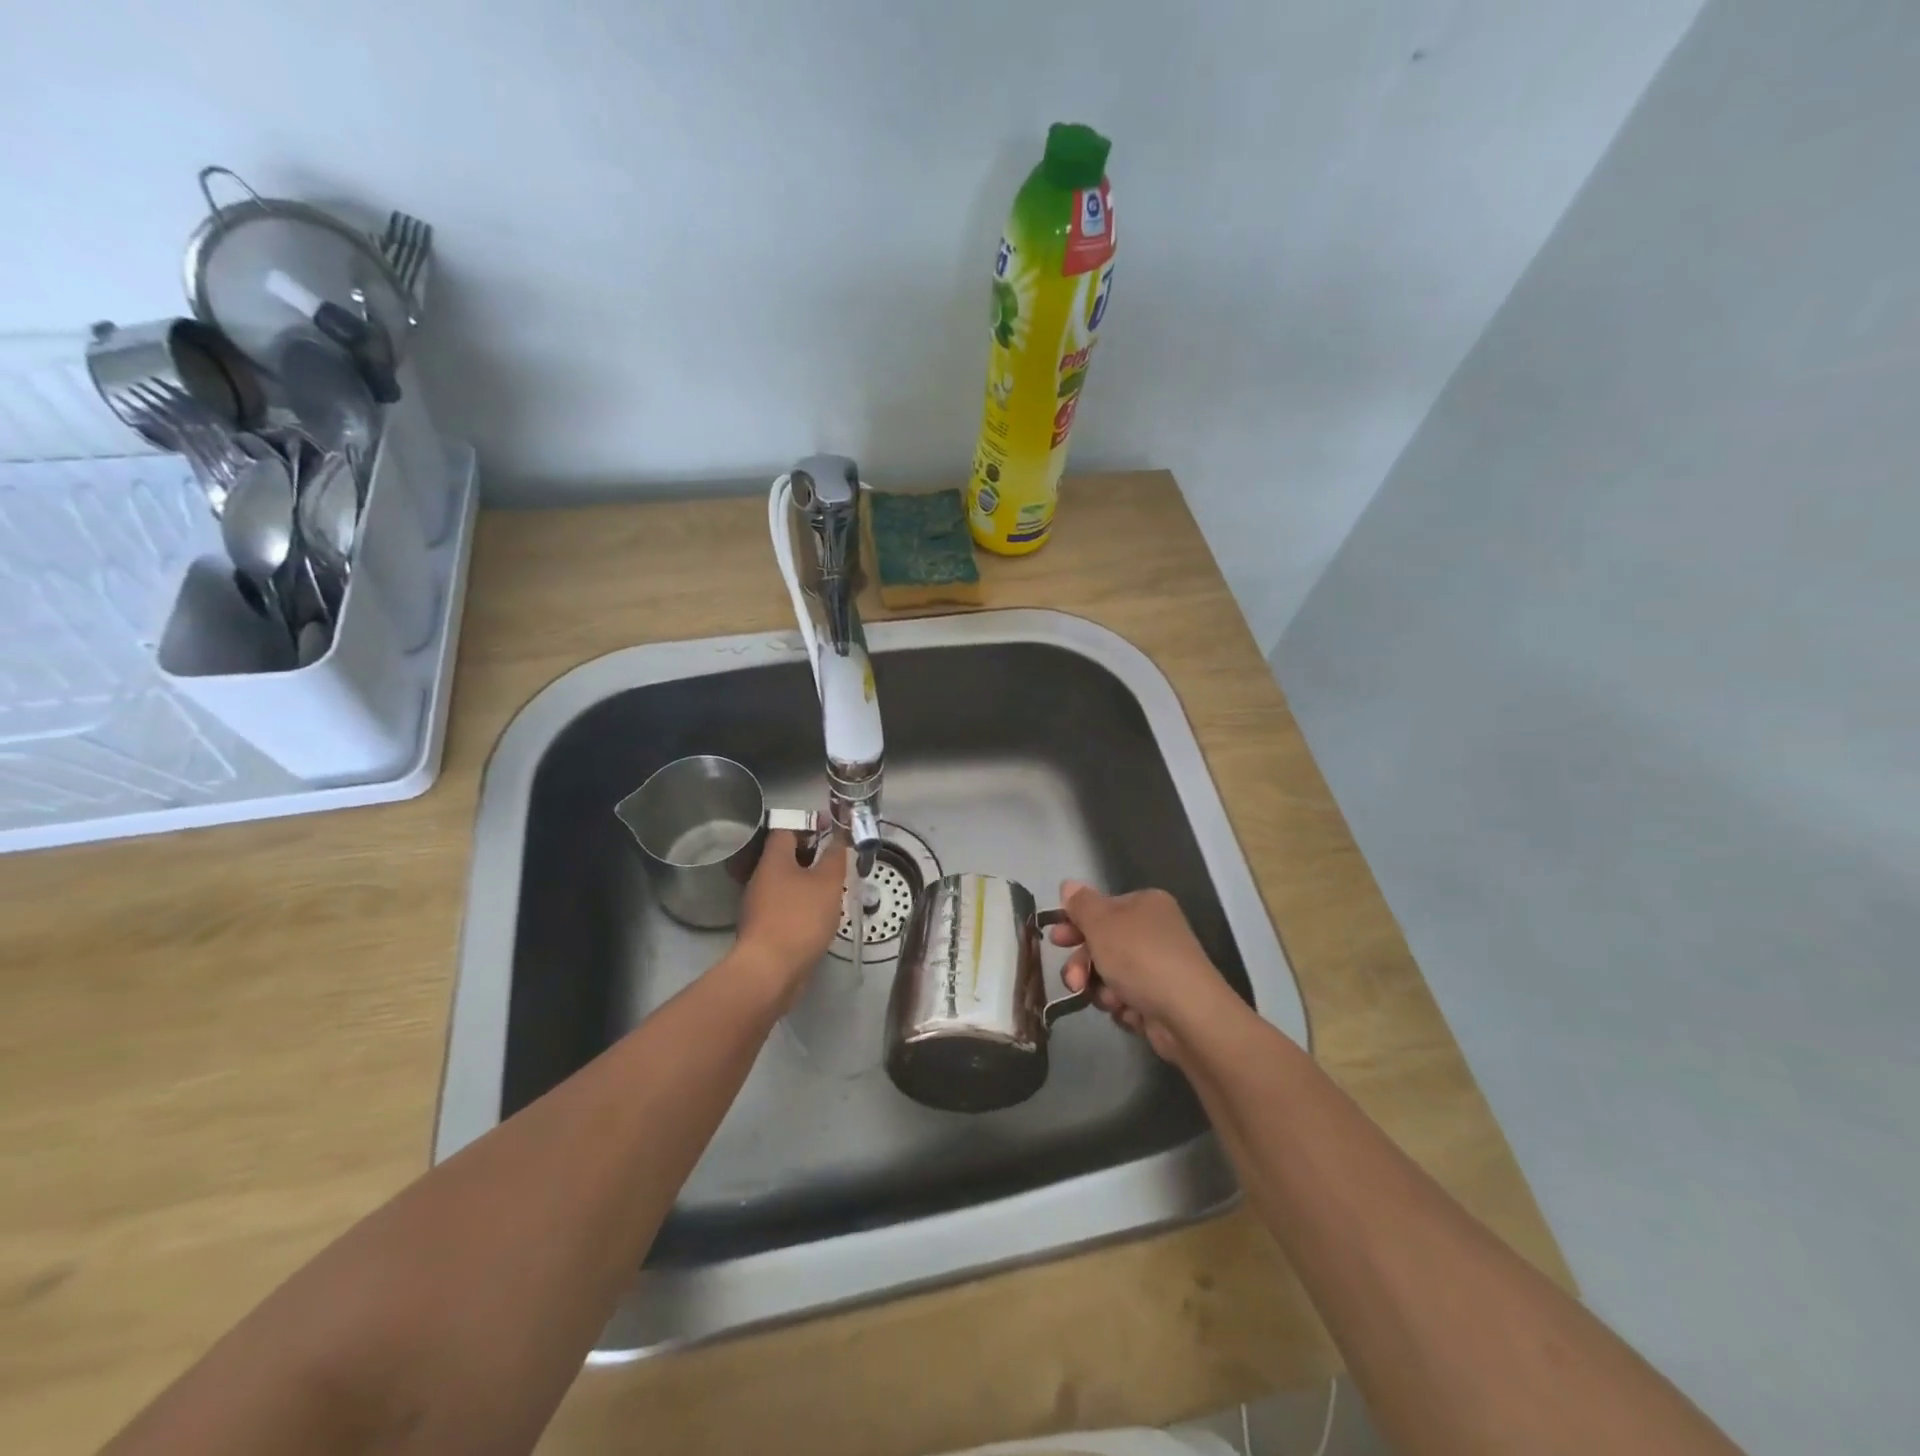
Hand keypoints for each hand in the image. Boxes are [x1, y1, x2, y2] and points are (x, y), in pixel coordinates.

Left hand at [732, 830, 847, 1003]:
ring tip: (835, 885)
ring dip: (809, 880)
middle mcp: (761, 878)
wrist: (770, 971)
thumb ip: (835, 856)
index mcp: (773, 860)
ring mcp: (760, 904)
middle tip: (838, 858)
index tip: (833, 827)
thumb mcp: (827, 882)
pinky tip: (821, 913)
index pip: (787, 828)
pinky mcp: (764, 927)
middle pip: (785, 855)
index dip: (810, 823)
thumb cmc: (800, 918)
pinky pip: (786, 904)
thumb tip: (838, 836)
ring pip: (786, 882)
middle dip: (812, 853)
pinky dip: (803, 902)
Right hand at [1048, 881, 1237, 1061]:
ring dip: (1100, 987)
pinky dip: (1121, 1005)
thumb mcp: (1101, 923)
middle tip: (1072, 979)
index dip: (1075, 923)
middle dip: (1083, 963)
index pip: (1102, 908)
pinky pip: (1127, 998)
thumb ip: (1081, 904)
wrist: (1187, 1014)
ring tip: (1107, 999)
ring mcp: (1159, 967)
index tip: (1056, 939)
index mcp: (1146, 904)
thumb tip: (1069, 885)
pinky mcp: (1161, 999)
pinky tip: (1126, 1010)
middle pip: (1104, 943)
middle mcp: (1155, 931)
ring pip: (1111, 974)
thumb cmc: (1140, 957)